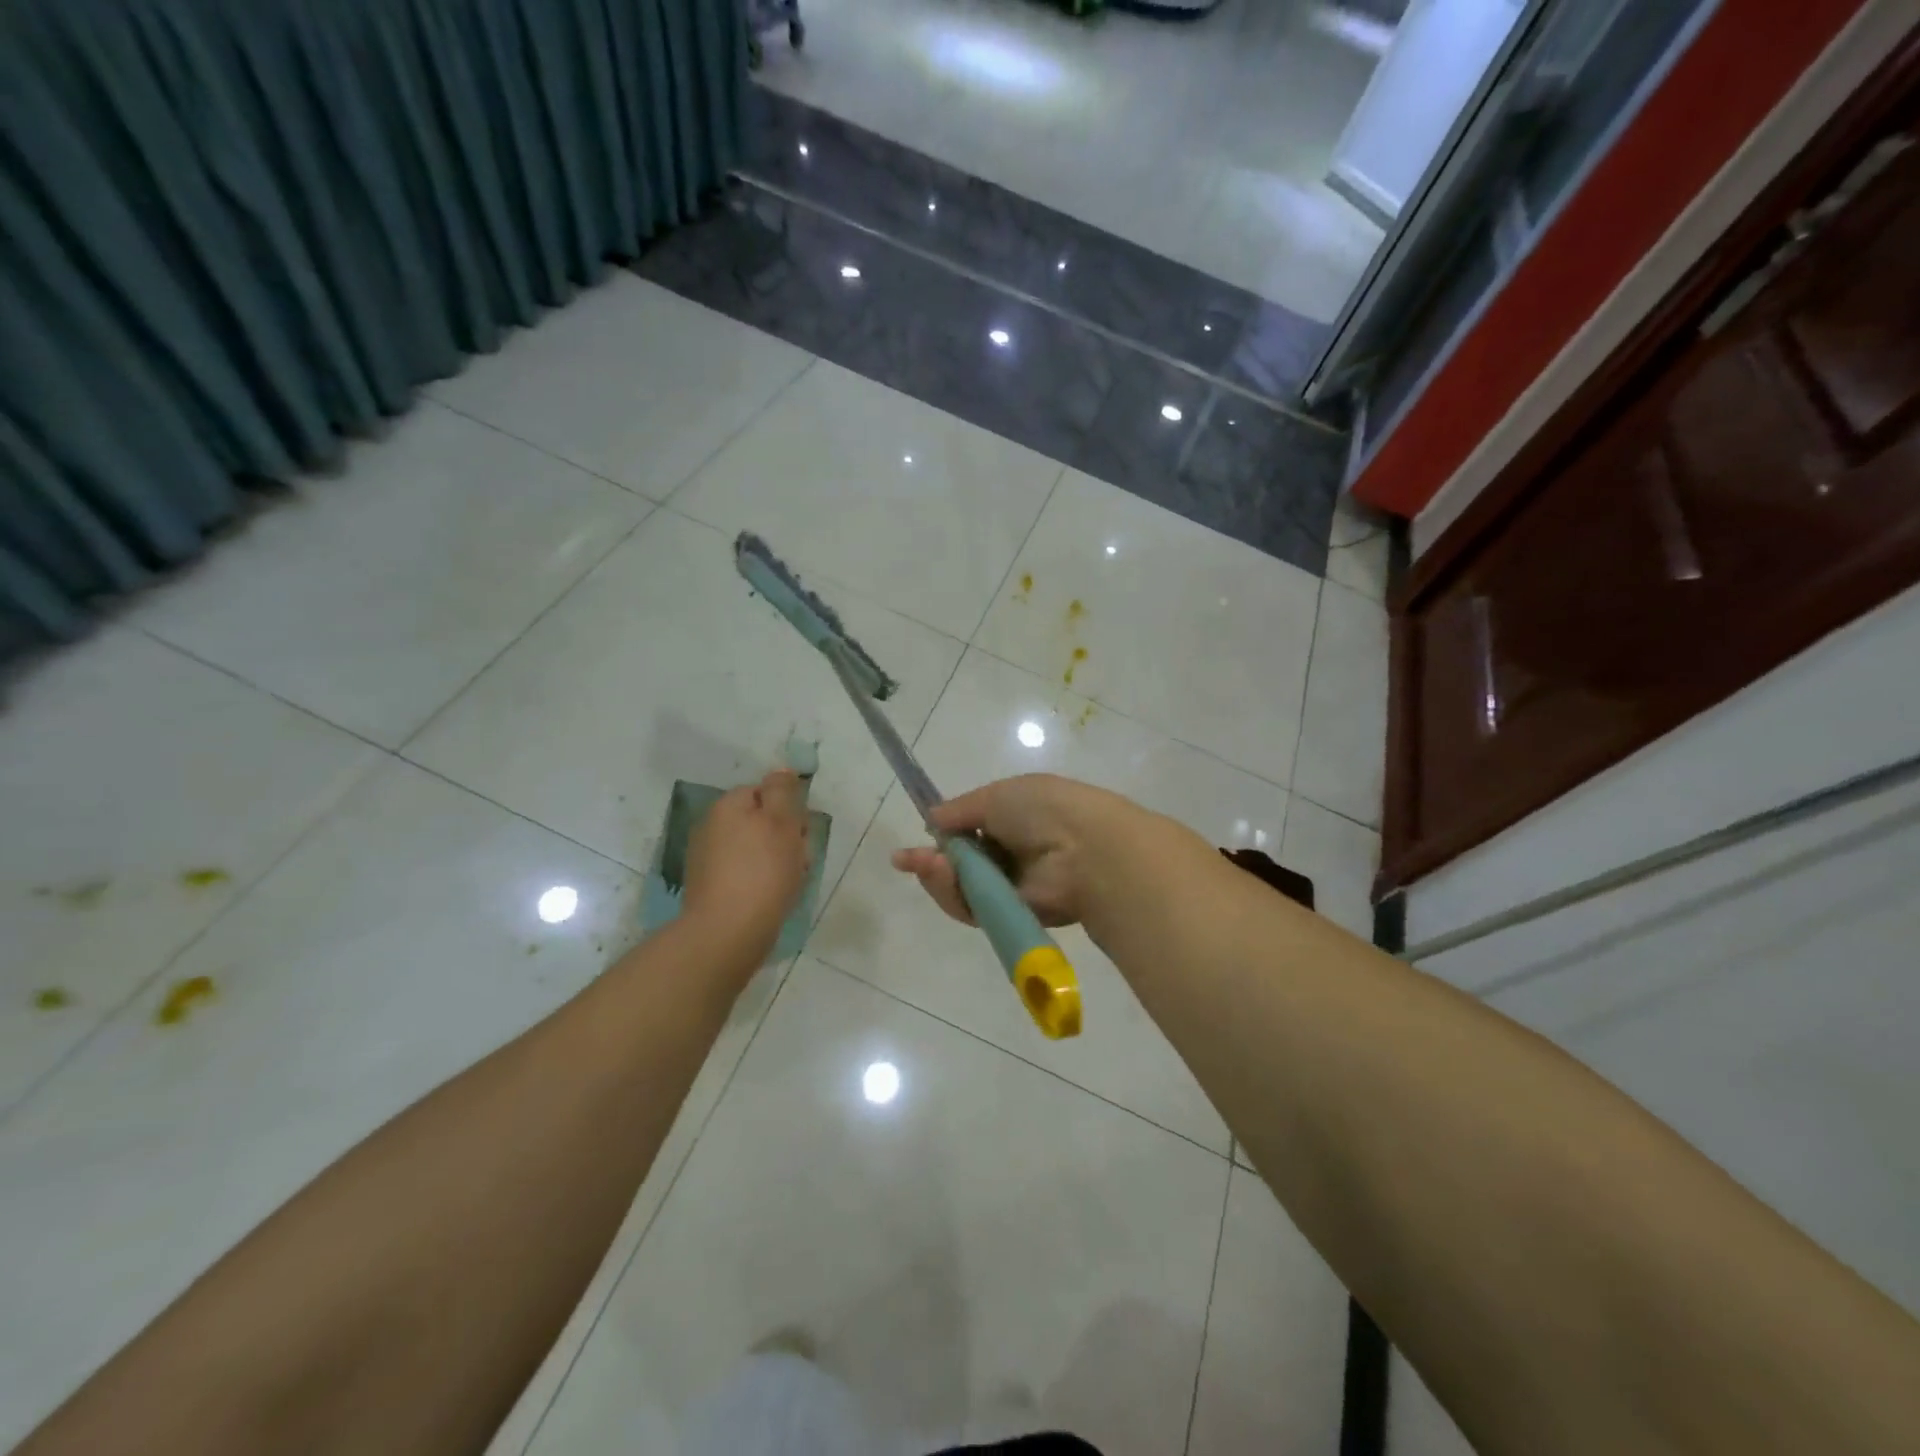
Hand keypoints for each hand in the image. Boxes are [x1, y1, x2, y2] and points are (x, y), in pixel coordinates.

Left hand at [682, 770, 812, 955]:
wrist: (727, 933)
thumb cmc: (762, 872)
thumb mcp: (782, 822)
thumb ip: (782, 791)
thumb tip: (781, 770)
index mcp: (727, 806)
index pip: (764, 792)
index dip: (788, 810)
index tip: (801, 832)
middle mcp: (710, 826)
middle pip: (758, 821)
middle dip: (782, 837)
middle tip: (799, 859)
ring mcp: (705, 860)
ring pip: (752, 850)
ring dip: (773, 861)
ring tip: (788, 883)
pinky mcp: (708, 889)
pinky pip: (743, 875)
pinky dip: (759, 882)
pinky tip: (771, 898)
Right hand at [890, 774, 1142, 929]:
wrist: (1084, 849)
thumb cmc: (1042, 809)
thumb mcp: (996, 796)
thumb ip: (960, 809)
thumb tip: (932, 818)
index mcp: (1014, 818)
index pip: (969, 831)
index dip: (941, 836)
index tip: (913, 841)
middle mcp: (1011, 853)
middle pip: (960, 864)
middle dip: (931, 861)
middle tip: (907, 859)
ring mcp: (1011, 886)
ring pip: (961, 888)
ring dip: (938, 877)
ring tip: (928, 865)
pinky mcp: (1010, 914)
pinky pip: (972, 909)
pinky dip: (954, 894)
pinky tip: (941, 875)